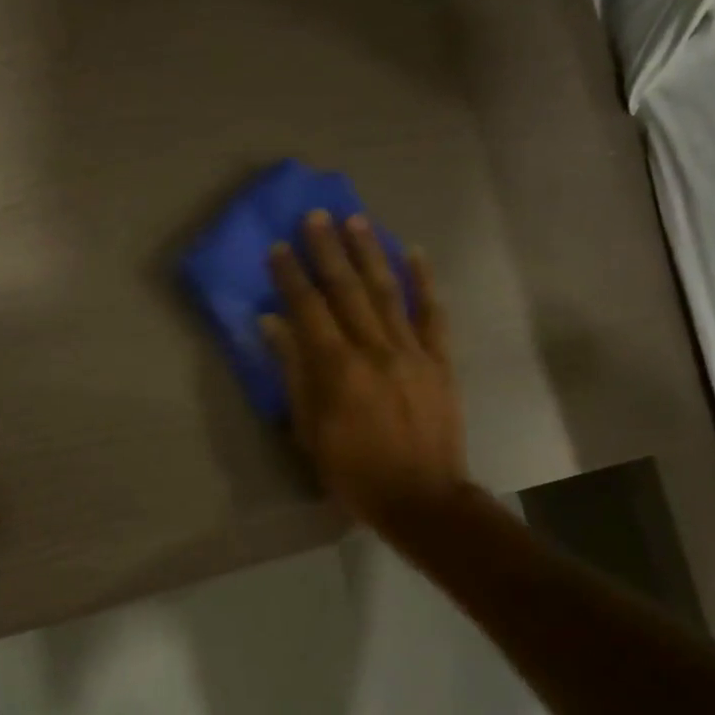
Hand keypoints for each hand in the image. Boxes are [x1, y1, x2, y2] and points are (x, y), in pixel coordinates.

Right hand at [261, 210, 468, 531]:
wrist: (421, 498)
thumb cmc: (354, 472)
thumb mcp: (310, 431)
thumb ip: (294, 373)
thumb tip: (274, 325)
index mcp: (338, 369)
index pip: (309, 310)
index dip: (292, 276)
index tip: (279, 246)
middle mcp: (374, 350)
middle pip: (347, 290)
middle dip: (329, 250)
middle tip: (316, 216)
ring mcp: (412, 352)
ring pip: (387, 292)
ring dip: (369, 253)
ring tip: (356, 220)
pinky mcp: (439, 361)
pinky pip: (432, 314)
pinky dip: (424, 282)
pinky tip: (413, 253)